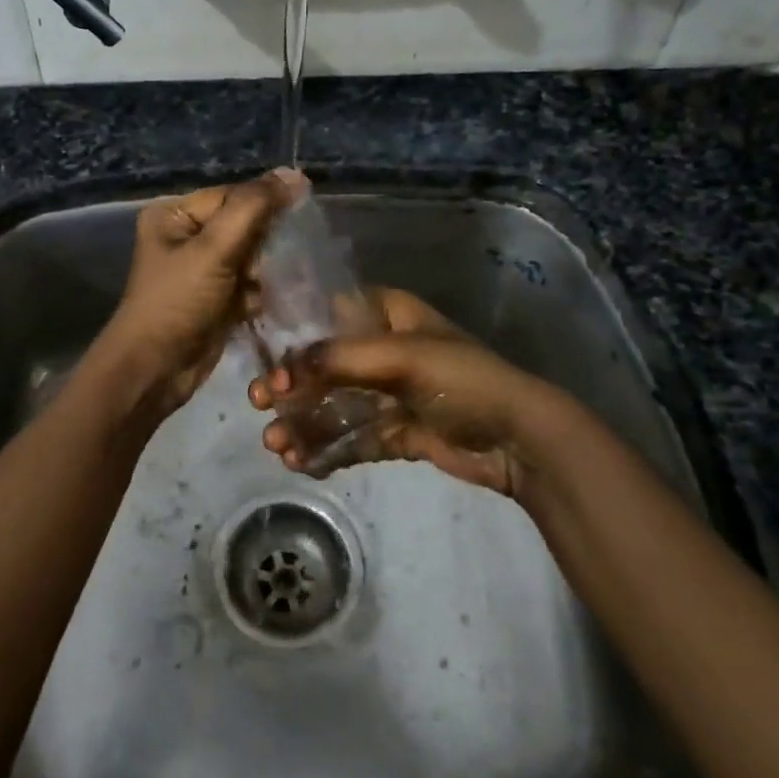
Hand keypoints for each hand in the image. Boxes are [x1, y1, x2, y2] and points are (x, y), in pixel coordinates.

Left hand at [96, 170, 295, 419]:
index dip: (267, 205)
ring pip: (252, 257)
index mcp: (174, 215)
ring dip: (269, 270)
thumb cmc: (178, 302)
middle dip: (268, 244)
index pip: (233, 196)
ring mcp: (202, 270)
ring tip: (279, 282)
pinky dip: (262, 292)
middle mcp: (186, 237)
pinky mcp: (216, 299)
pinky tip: (268, 302)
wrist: (154, 370)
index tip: (302, 218)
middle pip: (245, 225)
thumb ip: (254, 208)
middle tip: (287, 259)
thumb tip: (294, 173)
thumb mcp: (214, 249)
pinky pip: (250, 284)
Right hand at [249, 287, 550, 497]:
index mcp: (389, 314)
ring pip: (336, 405)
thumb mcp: (402, 358)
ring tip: (277, 446)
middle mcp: (385, 349)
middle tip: (259, 406)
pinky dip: (328, 449)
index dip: (296, 339)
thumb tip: (281, 370)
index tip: (269, 364)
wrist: (520, 440)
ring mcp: (390, 393)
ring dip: (305, 424)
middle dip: (292, 388)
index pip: (329, 316)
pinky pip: (354, 437)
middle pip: (326, 365)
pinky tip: (302, 463)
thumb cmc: (462, 380)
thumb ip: (339, 359)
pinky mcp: (397, 431)